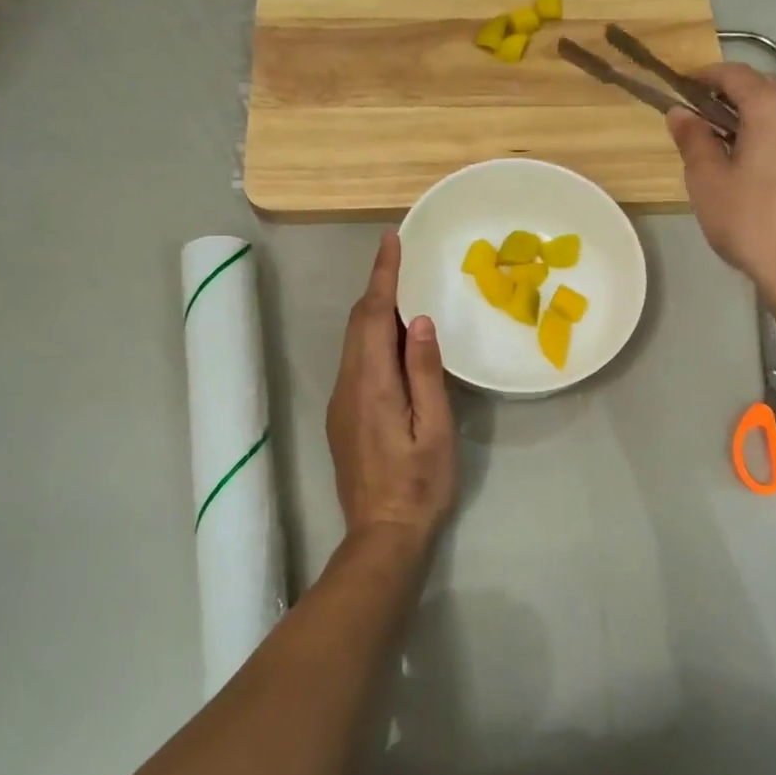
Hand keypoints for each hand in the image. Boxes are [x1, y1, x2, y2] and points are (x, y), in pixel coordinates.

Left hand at [326, 231, 456, 559]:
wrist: (382, 534)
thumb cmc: (419, 484)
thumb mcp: (435, 429)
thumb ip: (425, 373)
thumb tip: (421, 321)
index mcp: (372, 383)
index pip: (374, 315)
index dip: (382, 275)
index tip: (391, 240)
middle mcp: (348, 384)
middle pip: (358, 323)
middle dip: (377, 286)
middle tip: (401, 259)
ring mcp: (341, 401)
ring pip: (354, 341)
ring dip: (375, 311)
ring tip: (403, 292)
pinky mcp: (343, 415)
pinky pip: (356, 360)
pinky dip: (373, 337)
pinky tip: (395, 342)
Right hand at [668, 64, 775, 312]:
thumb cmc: (749, 219)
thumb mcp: (707, 180)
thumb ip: (693, 139)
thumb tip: (679, 112)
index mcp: (773, 108)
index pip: (736, 74)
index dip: (706, 75)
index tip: (682, 86)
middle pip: (763, 91)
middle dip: (729, 99)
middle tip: (698, 121)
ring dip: (751, 122)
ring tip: (723, 150)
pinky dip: (771, 143)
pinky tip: (754, 174)